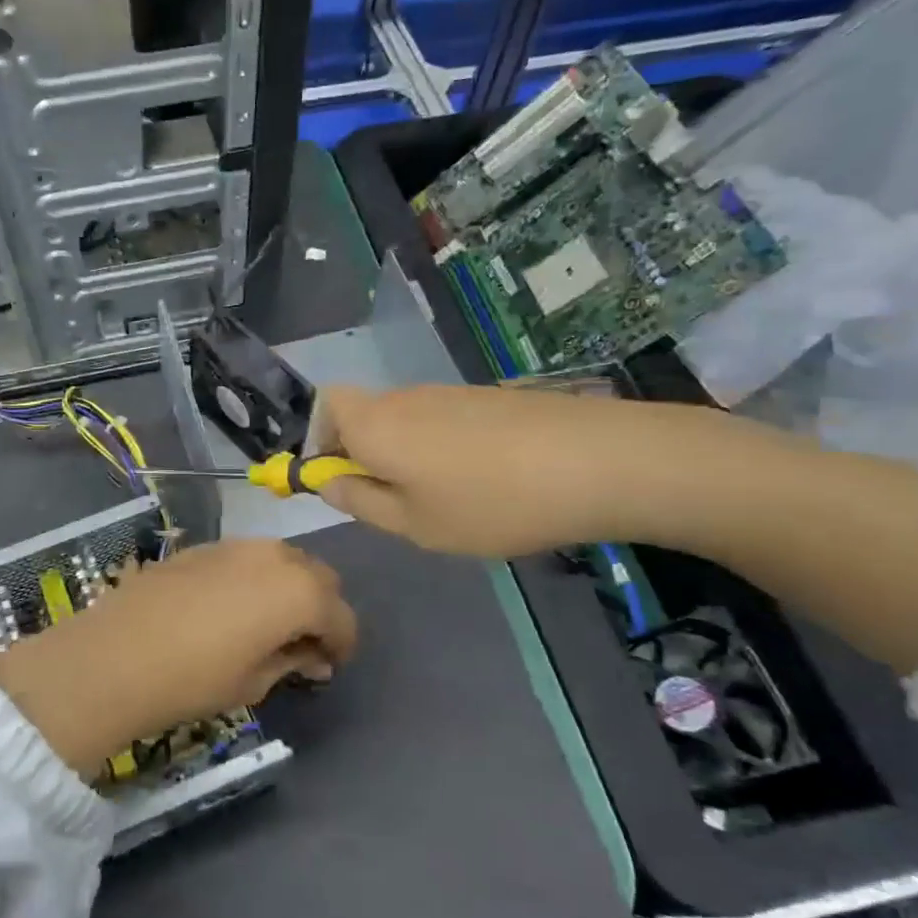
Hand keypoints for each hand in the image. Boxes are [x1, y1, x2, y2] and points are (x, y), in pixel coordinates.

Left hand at [0, 540, 356, 773]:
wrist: (113, 657)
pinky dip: (255, 578)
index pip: (341, 616)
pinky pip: (246, 557)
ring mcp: (234, 545)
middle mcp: (273, 555)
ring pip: (282, 559)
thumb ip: (291, 660)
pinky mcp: (202, 545)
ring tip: (267, 623)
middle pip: (318, 576)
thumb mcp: (253, 681)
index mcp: (298, 591)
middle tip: (302, 644)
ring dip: (288, 587)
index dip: (342, 644)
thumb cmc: (193, 679)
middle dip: (320, 608)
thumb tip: (311, 655)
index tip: (328, 666)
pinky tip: (231, 607)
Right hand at [310, 383, 648, 559]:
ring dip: (406, 454)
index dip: (320, 440)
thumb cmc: (489, 502)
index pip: (324, 406)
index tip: (341, 480)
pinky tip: (484, 482)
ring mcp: (449, 393)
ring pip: (405, 420)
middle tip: (395, 502)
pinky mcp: (487, 398)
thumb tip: (327, 481)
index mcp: (374, 423)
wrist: (597, 462)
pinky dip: (444, 448)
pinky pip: (443, 420)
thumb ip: (360, 501)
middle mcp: (404, 397)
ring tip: (447, 499)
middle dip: (364, 454)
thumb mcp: (414, 523)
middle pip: (364, 414)